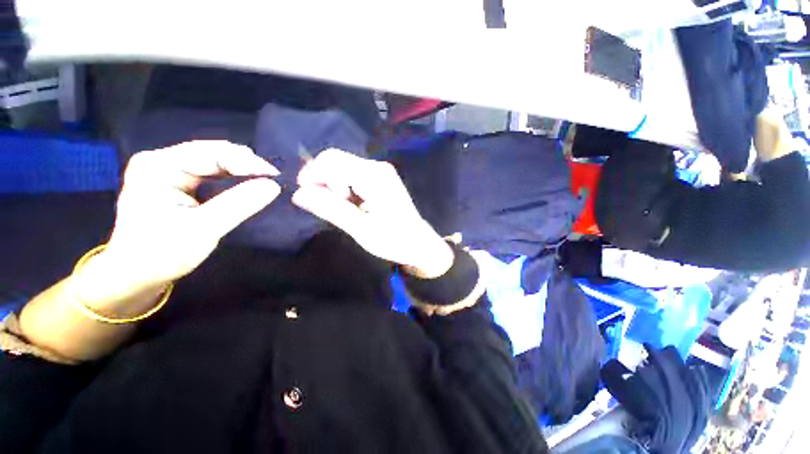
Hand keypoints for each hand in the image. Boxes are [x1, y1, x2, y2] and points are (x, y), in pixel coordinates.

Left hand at [102, 141, 280, 289]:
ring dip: (241, 170)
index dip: (247, 162)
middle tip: (273, 180)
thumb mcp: (203, 229)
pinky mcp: (176, 180)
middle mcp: (161, 161)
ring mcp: (168, 169)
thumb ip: (239, 204)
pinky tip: (247, 184)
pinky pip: (211, 172)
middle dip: (245, 164)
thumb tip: (273, 185)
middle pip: (212, 152)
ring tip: (264, 181)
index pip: (211, 153)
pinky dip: (233, 177)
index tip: (276, 177)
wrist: (136, 274)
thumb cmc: (162, 254)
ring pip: (214, 160)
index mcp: (158, 167)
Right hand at [292, 149, 452, 277]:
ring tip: (346, 210)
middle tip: (331, 208)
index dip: (312, 176)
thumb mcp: (361, 229)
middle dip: (323, 181)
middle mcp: (376, 167)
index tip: (308, 199)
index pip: (330, 161)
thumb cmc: (393, 240)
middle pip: (335, 160)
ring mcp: (379, 171)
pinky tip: (352, 206)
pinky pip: (351, 175)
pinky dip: (344, 188)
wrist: (418, 243)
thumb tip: (298, 194)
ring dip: (333, 186)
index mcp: (373, 176)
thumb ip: (330, 209)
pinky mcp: (379, 178)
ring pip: (341, 167)